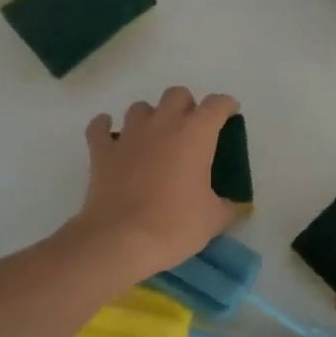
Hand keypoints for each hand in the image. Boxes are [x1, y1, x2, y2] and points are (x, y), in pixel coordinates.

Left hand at [70, 88, 239, 283]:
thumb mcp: (214, 219)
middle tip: (191, 131)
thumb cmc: (175, 226)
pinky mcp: (102, 152)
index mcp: (195, 135)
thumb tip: (235, 204)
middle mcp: (162, 124)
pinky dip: (105, 127)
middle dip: (187, 107)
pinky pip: (99, 127)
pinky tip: (111, 136)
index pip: (217, 105)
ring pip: (140, 108)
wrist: (121, 241)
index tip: (230, 114)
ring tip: (155, 138)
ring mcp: (129, 135)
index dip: (226, 106)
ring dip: (151, 117)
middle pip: (177, 95)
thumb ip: (228, 205)